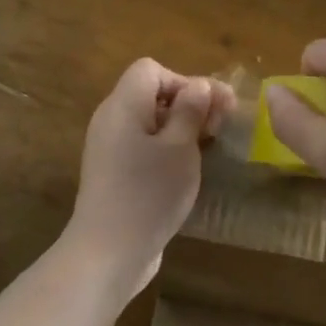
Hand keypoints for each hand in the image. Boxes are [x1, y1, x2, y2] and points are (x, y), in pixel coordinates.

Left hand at [68, 58, 235, 301]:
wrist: (107, 255)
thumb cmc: (148, 194)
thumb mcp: (180, 148)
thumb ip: (191, 111)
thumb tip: (198, 85)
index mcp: (123, 105)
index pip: (151, 70)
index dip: (184, 81)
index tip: (209, 109)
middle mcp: (111, 120)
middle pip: (151, 94)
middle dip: (188, 104)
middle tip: (219, 128)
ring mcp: (109, 149)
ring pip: (149, 122)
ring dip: (180, 129)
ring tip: (206, 149)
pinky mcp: (113, 175)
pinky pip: (142, 146)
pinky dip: (165, 150)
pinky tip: (185, 171)